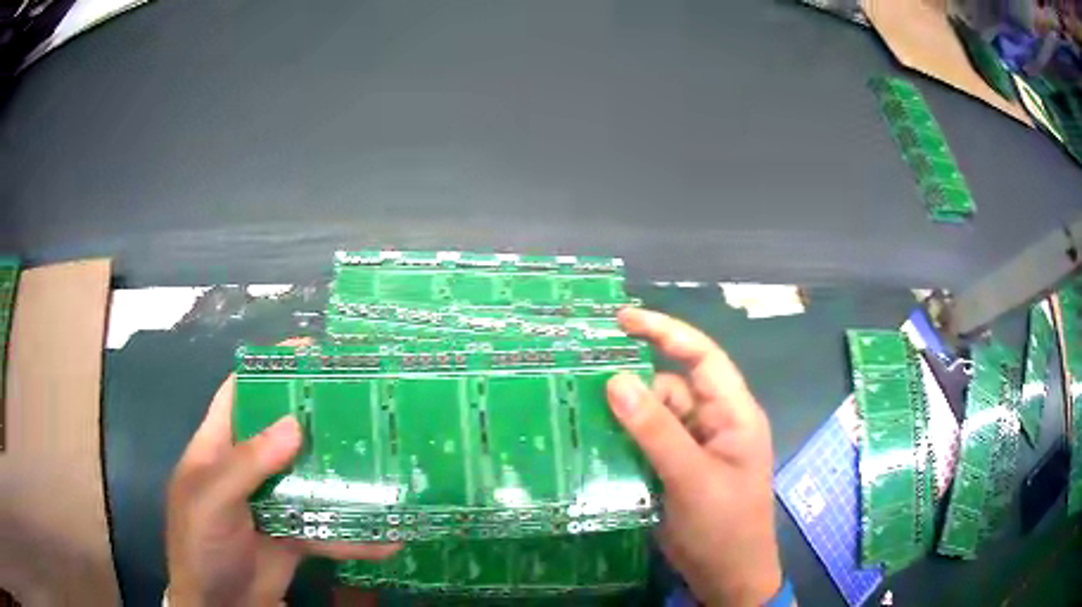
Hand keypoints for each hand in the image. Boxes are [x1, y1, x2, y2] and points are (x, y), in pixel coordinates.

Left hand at [166, 358, 398, 606]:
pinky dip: (356, 536)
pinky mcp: (295, 535)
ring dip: (344, 476)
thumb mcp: (213, 499)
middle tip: (362, 404)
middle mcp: (247, 468)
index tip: (309, 355)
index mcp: (218, 446)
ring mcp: (273, 503)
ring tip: (387, 466)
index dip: (268, 368)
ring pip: (311, 478)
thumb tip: (293, 425)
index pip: (240, 392)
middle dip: (317, 417)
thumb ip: (247, 464)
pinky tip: (388, 540)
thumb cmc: (200, 543)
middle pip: (283, 431)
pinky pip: (328, 528)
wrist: (220, 606)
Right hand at [607, 308, 781, 606]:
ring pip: (653, 417)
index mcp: (732, 413)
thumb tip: (616, 381)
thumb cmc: (724, 527)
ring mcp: (693, 448)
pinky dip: (622, 442)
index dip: (665, 331)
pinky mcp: (674, 470)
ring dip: (622, 417)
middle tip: (581, 379)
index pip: (702, 357)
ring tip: (579, 415)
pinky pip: (645, 444)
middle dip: (632, 383)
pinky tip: (593, 443)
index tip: (622, 319)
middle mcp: (713, 422)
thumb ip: (657, 431)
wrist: (726, 577)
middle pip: (670, 387)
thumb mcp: (692, 478)